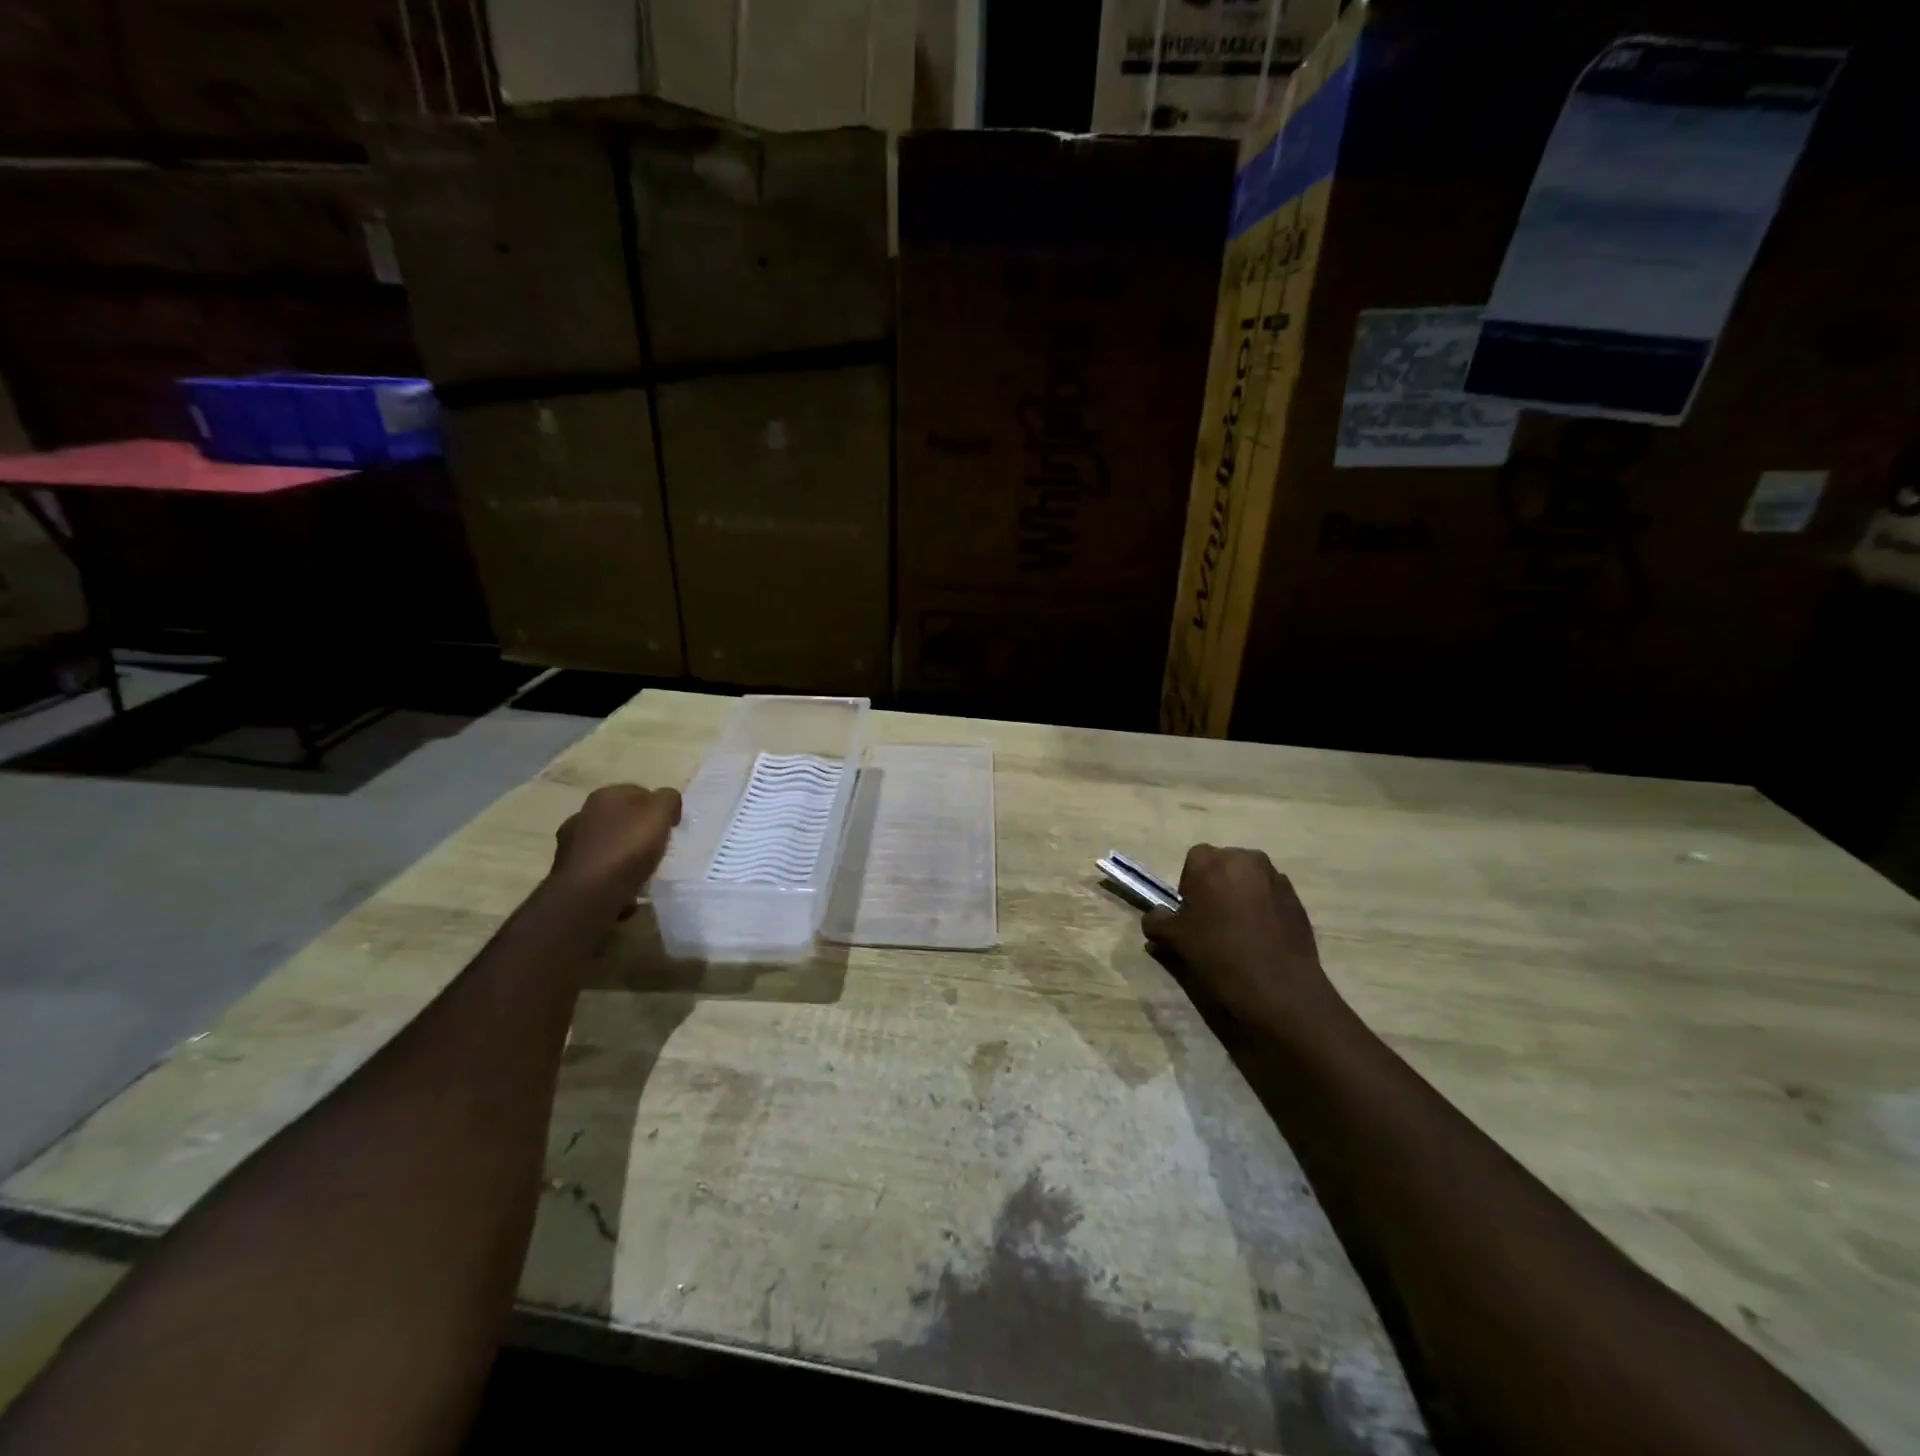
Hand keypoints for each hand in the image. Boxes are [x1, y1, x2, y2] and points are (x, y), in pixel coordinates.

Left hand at [550, 784, 681, 909]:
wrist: (589, 894)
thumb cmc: (627, 848)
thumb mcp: (660, 813)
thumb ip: (668, 800)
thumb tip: (667, 802)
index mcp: (605, 795)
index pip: (638, 792)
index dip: (657, 807)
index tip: (671, 826)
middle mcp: (582, 815)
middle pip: (620, 818)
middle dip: (637, 830)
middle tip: (658, 847)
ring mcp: (570, 845)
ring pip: (606, 845)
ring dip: (621, 855)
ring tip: (642, 871)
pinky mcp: (568, 874)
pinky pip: (598, 871)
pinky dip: (610, 878)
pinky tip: (625, 890)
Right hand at [1142, 845, 1342, 1037]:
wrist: (1277, 987)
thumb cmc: (1218, 953)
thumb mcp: (1174, 939)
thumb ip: (1157, 922)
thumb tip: (1154, 918)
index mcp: (1212, 861)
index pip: (1193, 860)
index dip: (1189, 885)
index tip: (1190, 913)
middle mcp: (1246, 859)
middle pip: (1224, 866)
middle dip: (1216, 886)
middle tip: (1212, 921)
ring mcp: (1276, 878)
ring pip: (1249, 880)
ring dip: (1241, 897)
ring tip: (1238, 931)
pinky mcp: (1297, 899)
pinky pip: (1270, 897)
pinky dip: (1263, 910)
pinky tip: (1260, 939)